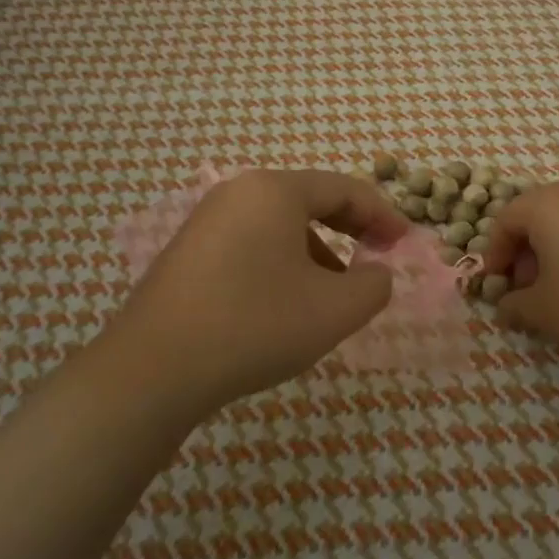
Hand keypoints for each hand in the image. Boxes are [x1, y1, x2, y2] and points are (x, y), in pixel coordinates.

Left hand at [103, 169, 407, 413]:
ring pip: (279, 226)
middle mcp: (238, 192)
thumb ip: (374, 286)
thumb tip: (377, 273)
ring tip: (333, 294)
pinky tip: (285, 305)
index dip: (383, 214)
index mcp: (275, 190)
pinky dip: (282, 263)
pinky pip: (251, 243)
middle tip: (378, 257)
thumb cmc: (254, 325)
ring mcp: (207, 220)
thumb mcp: (334, 310)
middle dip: (350, 229)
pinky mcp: (188, 251)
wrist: (152, 369)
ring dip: (317, 252)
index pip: (344, 189)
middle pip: (310, 200)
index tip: (406, 242)